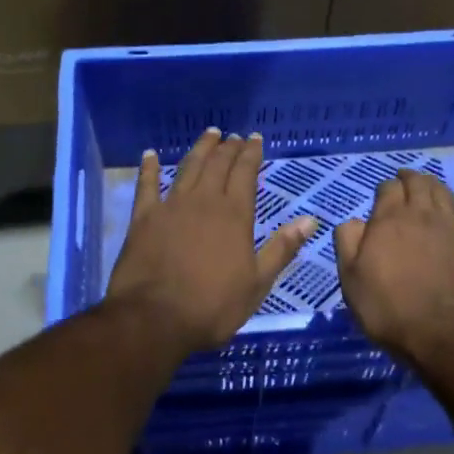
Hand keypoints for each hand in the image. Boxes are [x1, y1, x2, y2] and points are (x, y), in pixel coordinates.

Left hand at [105, 129, 315, 353]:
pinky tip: (149, 155)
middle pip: (218, 165)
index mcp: (234, 215)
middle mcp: (204, 201)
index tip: (255, 138)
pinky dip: (148, 168)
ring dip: (200, 149)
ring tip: (209, 135)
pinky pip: (146, 185)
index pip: (245, 174)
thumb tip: (310, 220)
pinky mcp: (143, 218)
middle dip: (228, 147)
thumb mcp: (258, 283)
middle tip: (234, 136)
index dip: (251, 154)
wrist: (154, 318)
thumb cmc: (212, 306)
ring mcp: (171, 206)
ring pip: (188, 167)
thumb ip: (282, 248)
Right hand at [333, 169, 453, 365]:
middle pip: (418, 184)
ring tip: (430, 185)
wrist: (440, 335)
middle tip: (404, 178)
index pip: (387, 188)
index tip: (380, 194)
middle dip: (410, 177)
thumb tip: (354, 221)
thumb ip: (347, 242)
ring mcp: (451, 230)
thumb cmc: (387, 308)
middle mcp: (421, 216)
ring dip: (436, 185)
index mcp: (389, 220)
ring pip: (445, 195)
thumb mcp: (350, 278)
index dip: (384, 187)